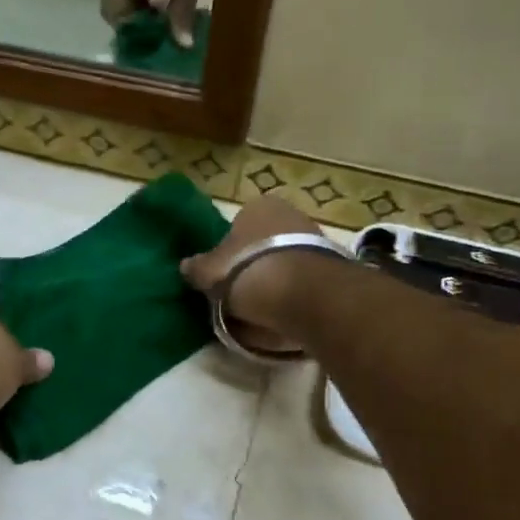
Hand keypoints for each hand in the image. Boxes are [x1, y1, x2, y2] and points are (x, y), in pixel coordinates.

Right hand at [101, 0, 223, 46]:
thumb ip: (183, 6)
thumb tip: (179, 43)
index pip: (110, 7)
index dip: (124, 29)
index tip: (147, 43)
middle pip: (120, 0)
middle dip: (138, 23)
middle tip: (162, 40)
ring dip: (149, 9)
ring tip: (173, 26)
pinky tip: (180, 1)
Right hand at [180, 197, 329, 353]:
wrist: (301, 293)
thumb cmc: (246, 271)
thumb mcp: (209, 272)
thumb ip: (196, 268)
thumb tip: (185, 266)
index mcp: (258, 206)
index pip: (237, 226)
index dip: (229, 252)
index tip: (224, 276)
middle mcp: (290, 213)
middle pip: (265, 242)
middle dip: (255, 265)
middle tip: (241, 294)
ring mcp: (316, 238)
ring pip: (286, 262)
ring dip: (277, 281)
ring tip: (263, 310)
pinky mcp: (334, 266)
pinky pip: (305, 281)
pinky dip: (295, 294)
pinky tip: (286, 313)